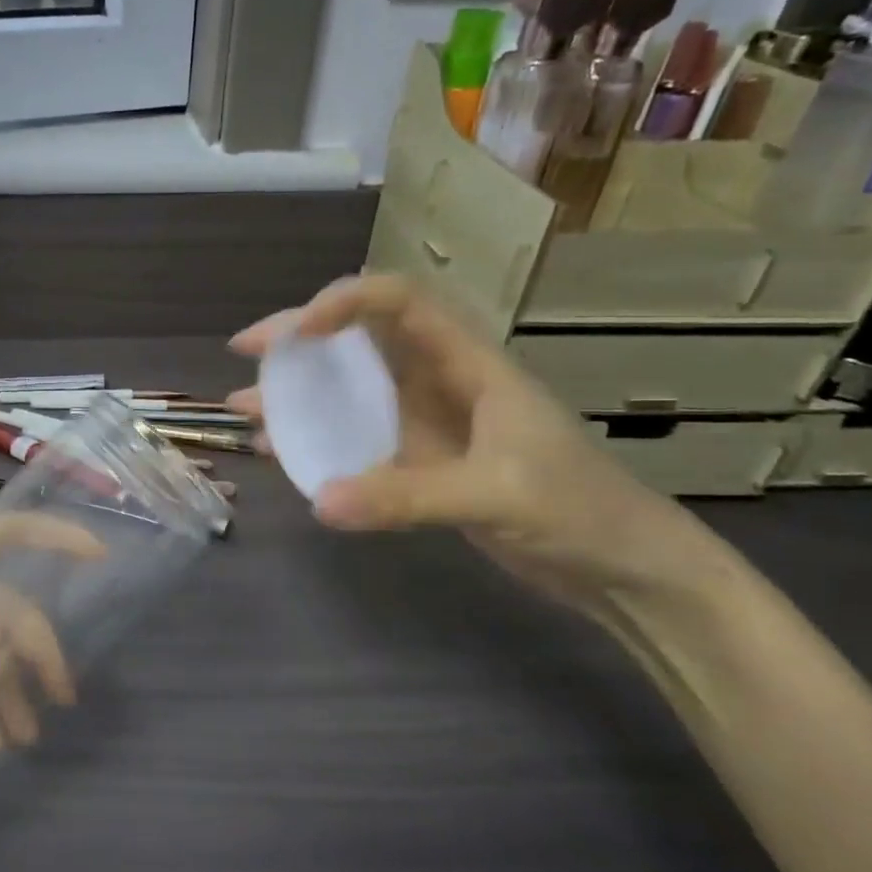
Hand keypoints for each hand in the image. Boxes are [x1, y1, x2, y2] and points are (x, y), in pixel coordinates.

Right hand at [227, 275, 725, 623]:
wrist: (625, 569)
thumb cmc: (581, 511)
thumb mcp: (496, 495)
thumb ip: (408, 496)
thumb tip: (319, 501)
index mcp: (467, 362)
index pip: (400, 302)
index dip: (346, 301)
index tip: (298, 332)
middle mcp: (439, 382)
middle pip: (360, 339)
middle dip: (300, 338)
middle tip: (247, 350)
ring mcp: (428, 424)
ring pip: (351, 390)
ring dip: (299, 392)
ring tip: (245, 405)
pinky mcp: (421, 463)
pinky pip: (357, 439)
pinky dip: (318, 441)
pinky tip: (281, 453)